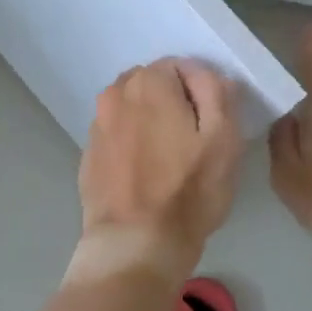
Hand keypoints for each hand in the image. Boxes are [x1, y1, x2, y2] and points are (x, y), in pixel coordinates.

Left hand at [75, 59, 242, 280]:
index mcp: (147, 82)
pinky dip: (131, 146)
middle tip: (191, 144)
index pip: (180, 67)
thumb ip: (216, 91)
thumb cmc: (187, 190)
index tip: (210, 127)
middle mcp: (114, 94)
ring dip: (149, 124)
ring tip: (167, 162)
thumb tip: (202, 73)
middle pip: (152, 86)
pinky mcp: (88, 155)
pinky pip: (117, 137)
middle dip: (172, 104)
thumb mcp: (223, 137)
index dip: (201, 94)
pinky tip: (144, 176)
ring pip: (132, 111)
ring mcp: (96, 125)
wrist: (135, 243)